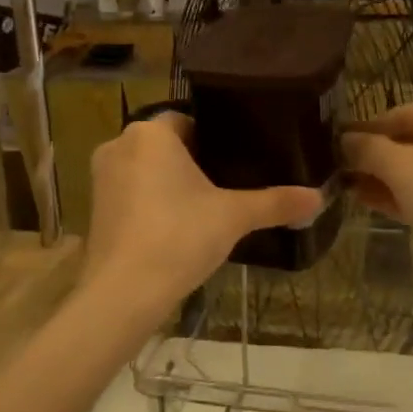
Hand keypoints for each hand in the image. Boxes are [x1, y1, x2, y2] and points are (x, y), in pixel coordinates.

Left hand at [83, 113, 322, 319]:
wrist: (124, 291)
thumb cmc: (180, 237)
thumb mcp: (234, 217)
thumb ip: (275, 202)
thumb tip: (318, 197)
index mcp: (151, 133)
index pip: (187, 120)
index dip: (214, 139)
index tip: (236, 161)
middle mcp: (119, 144)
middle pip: (165, 145)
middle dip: (192, 162)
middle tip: (225, 186)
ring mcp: (101, 177)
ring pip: (145, 169)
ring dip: (168, 183)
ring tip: (202, 208)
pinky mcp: (94, 207)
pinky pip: (130, 193)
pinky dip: (149, 203)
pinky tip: (173, 228)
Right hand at [342, 102, 412, 257]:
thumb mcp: (400, 167)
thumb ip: (367, 149)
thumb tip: (343, 139)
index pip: (392, 115)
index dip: (360, 132)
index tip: (329, 150)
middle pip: (402, 142)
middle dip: (369, 158)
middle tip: (333, 174)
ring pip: (412, 169)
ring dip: (380, 179)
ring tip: (345, 191)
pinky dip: (398, 195)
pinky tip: (369, 204)